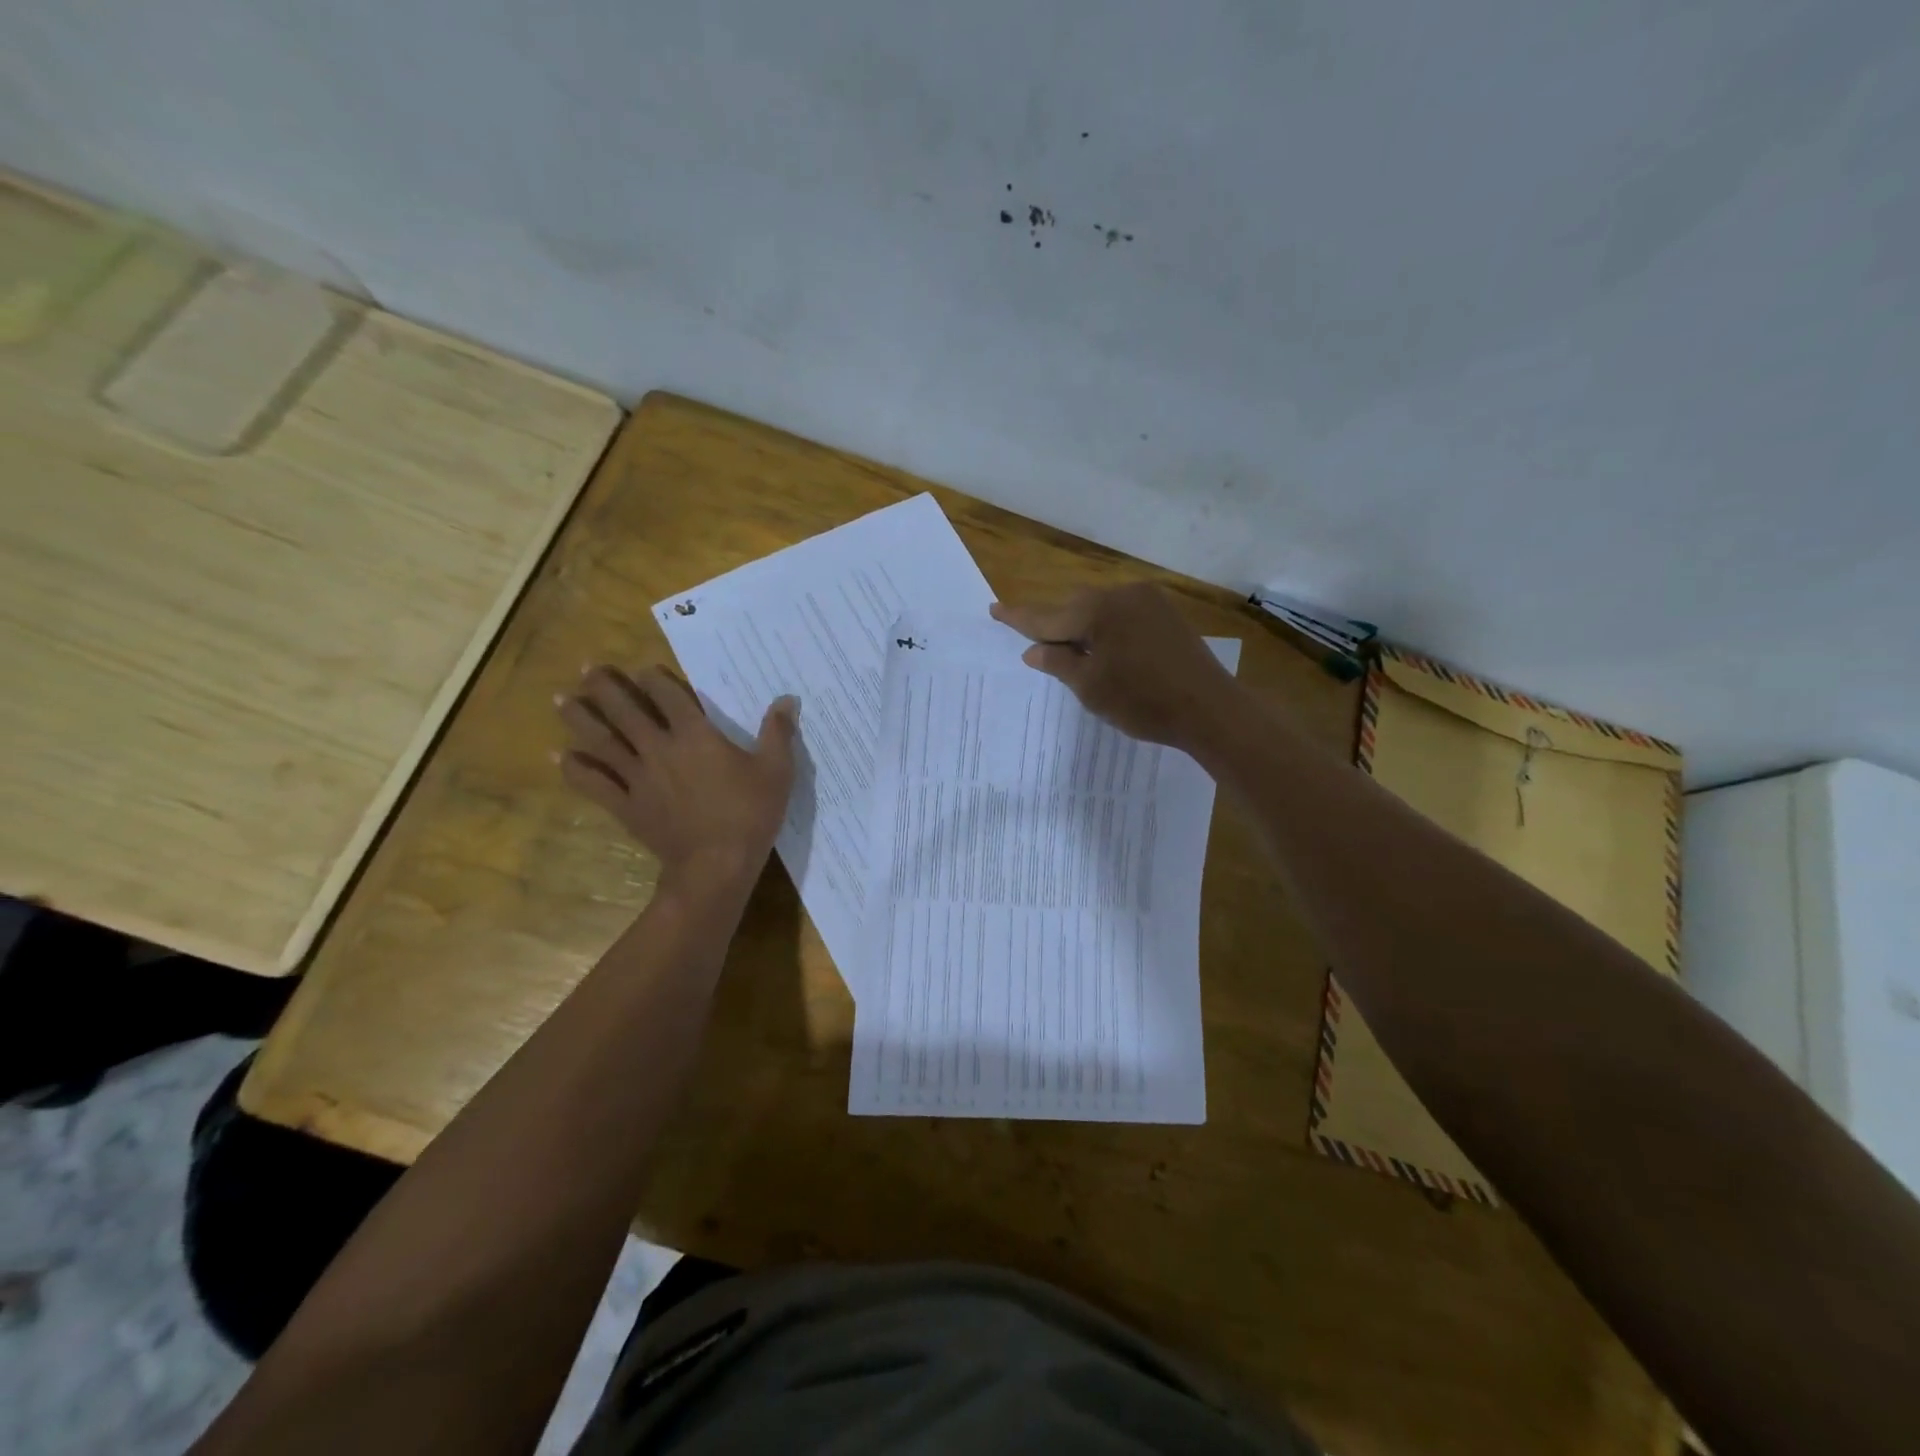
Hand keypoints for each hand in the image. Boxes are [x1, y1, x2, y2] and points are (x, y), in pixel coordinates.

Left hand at [555, 665, 797, 883]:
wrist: (715, 866)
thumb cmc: (749, 814)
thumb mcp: (777, 771)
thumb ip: (778, 732)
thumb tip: (787, 699)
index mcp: (695, 735)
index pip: (667, 694)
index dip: (654, 677)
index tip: (644, 669)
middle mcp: (659, 748)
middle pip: (624, 709)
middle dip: (604, 685)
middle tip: (586, 667)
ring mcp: (637, 777)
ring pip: (600, 740)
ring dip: (579, 718)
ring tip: (561, 699)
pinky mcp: (626, 805)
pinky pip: (594, 783)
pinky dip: (575, 769)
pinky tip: (560, 757)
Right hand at [990, 584, 1243, 751]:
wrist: (1210, 709)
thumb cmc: (1143, 702)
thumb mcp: (1091, 688)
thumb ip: (1058, 663)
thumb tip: (1033, 650)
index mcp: (1098, 611)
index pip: (1047, 617)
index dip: (1019, 618)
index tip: (994, 609)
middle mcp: (1122, 595)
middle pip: (1074, 607)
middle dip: (1053, 624)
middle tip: (1033, 643)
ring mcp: (1148, 601)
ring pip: (1099, 608)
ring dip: (1081, 626)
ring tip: (1071, 652)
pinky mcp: (1166, 613)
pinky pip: (1122, 613)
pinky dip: (1106, 628)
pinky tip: (1105, 648)